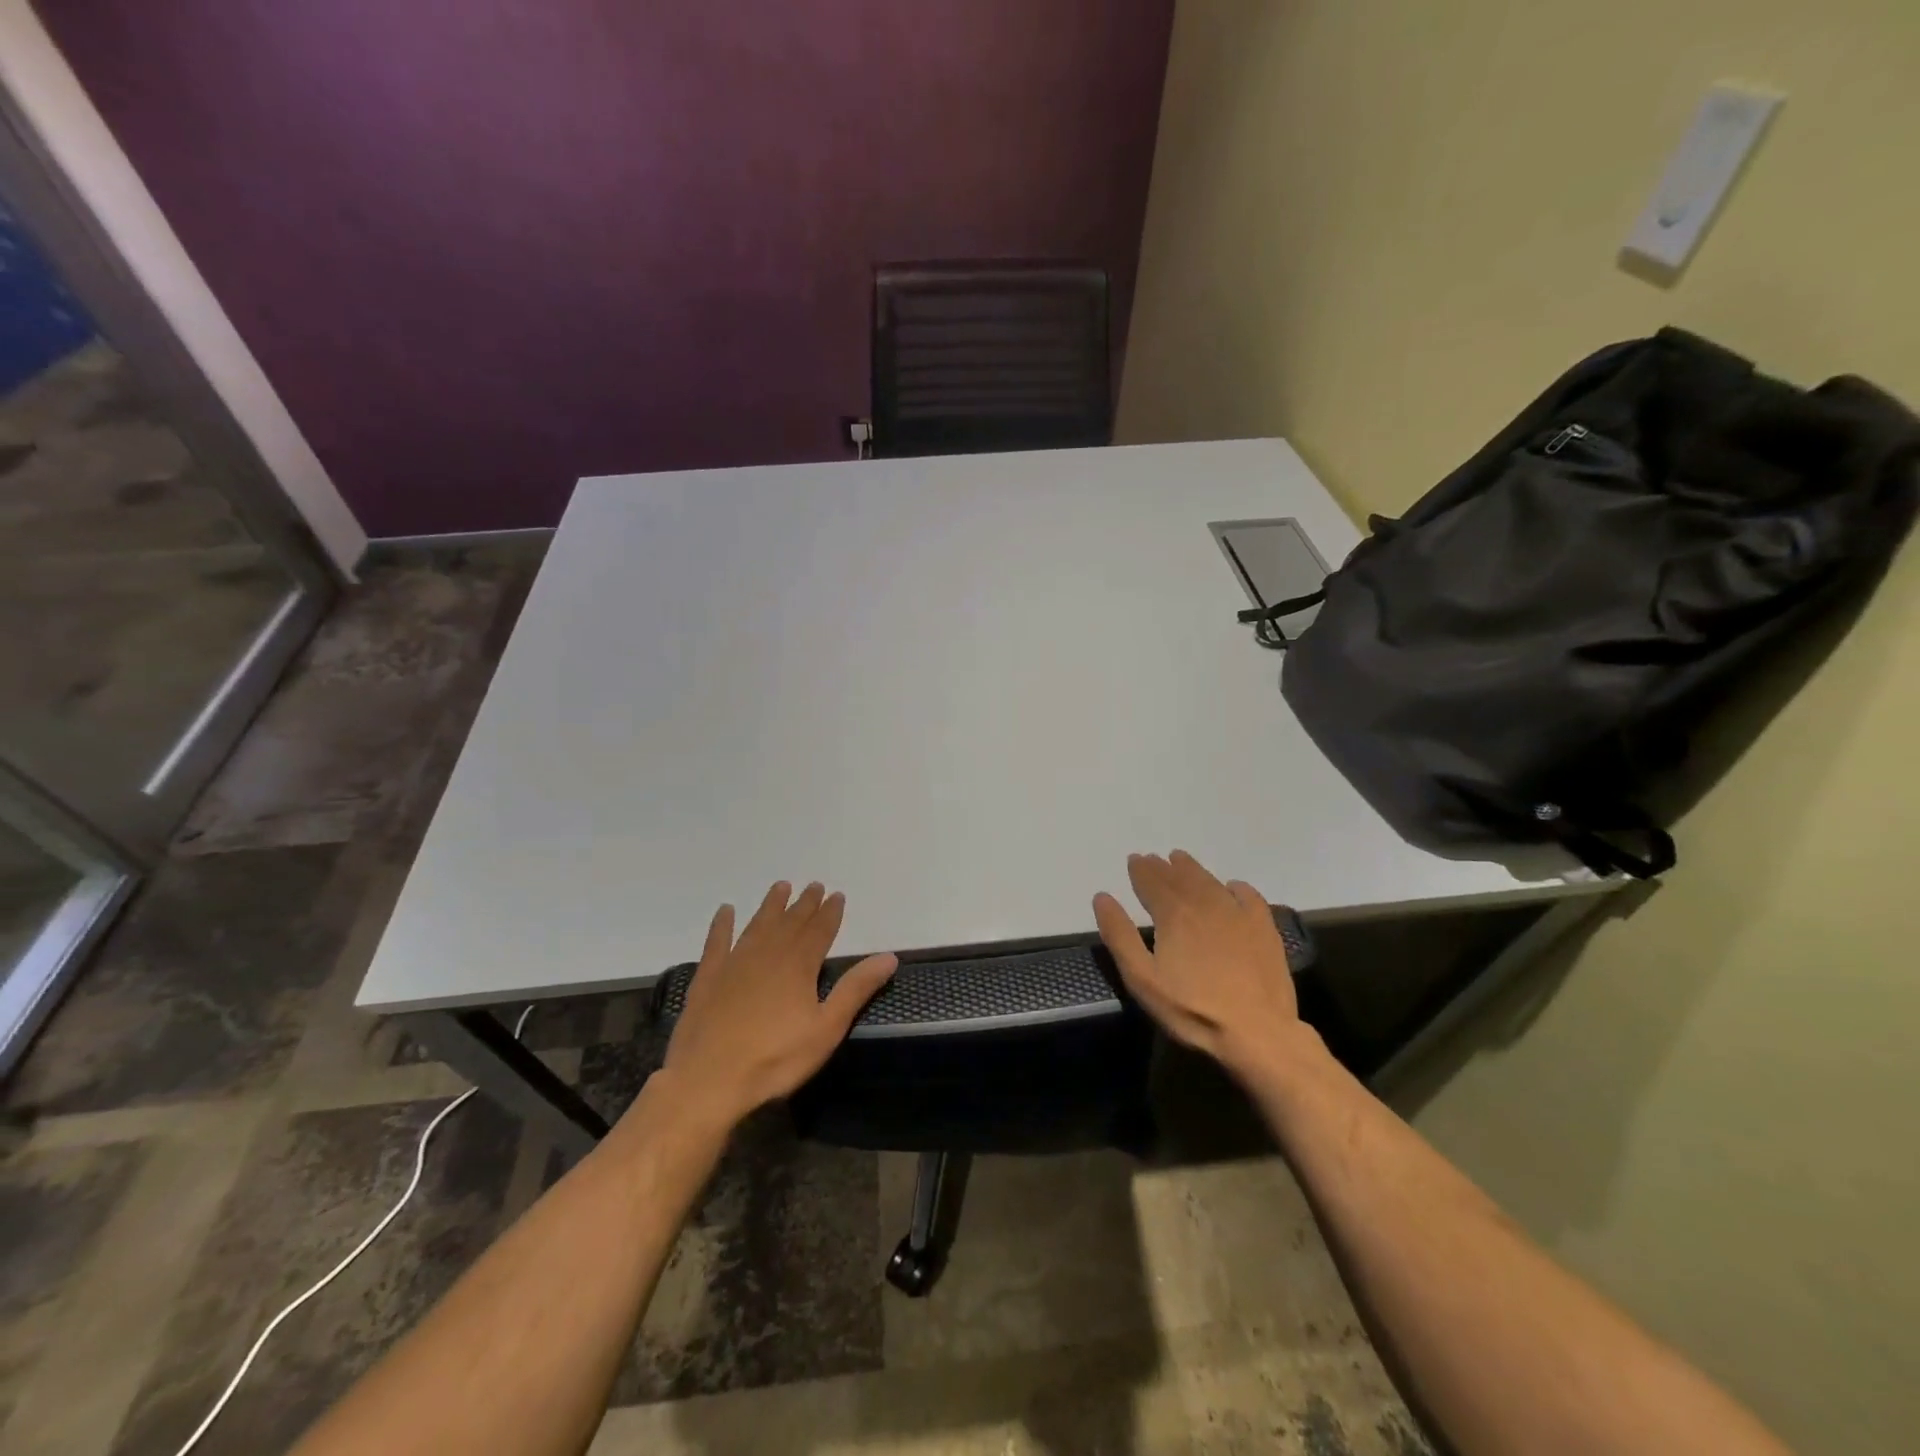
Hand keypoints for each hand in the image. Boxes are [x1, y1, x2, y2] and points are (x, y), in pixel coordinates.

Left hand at [659, 881, 896, 1131]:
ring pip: (758, 925)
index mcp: (799, 965)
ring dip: (771, 906)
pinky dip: (722, 925)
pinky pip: (717, 942)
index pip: (820, 930)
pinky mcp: (708, 977)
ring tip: (781, 887)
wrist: (708, 1080)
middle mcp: (768, 954)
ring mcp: (735, 963)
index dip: (830, 912)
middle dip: (805, 904)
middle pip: (791, 922)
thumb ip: (856, 989)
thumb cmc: (775, 1058)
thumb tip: (889, 956)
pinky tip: (726, 910)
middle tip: (814, 885)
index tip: (837, 894)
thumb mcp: (826, 1028)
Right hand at [1093, 850, 1305, 1080]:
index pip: (1152, 882)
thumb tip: (1102, 897)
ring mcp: (1238, 915)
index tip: (1134, 859)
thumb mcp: (1142, 978)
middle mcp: (1204, 905)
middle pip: (1180, 878)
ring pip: (1210, 882)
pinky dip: (1236, 887)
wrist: (1257, 1032)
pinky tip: (1232, 887)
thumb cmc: (1192, 1009)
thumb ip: (1120, 935)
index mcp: (1173, 915)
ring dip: (1193, 869)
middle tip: (1153, 859)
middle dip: (1163, 867)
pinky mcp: (1264, 930)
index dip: (1141, 870)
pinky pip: (1249, 897)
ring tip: (1182, 860)